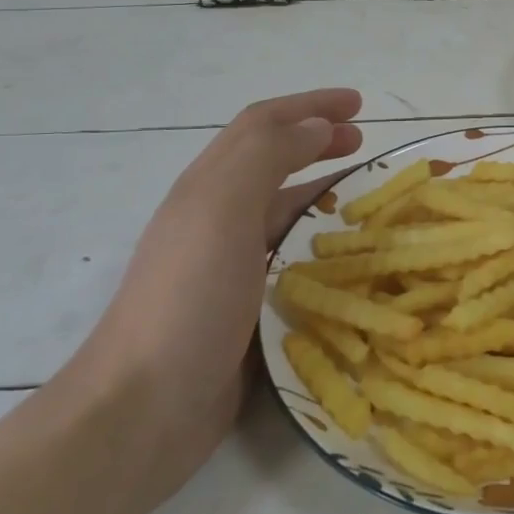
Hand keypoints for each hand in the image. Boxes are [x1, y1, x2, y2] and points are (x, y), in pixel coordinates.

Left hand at [64, 88, 362, 500]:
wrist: (144, 408)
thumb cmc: (187, 298)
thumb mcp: (223, 210)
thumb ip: (268, 157)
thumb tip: (317, 126)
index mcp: (209, 187)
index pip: (262, 125)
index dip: (309, 105)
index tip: (359, 106)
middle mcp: (218, 218)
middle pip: (273, 161)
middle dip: (319, 141)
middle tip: (364, 143)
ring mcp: (231, 264)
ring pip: (286, 210)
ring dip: (324, 191)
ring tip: (368, 196)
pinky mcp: (248, 306)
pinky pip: (294, 258)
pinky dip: (323, 243)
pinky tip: (351, 258)